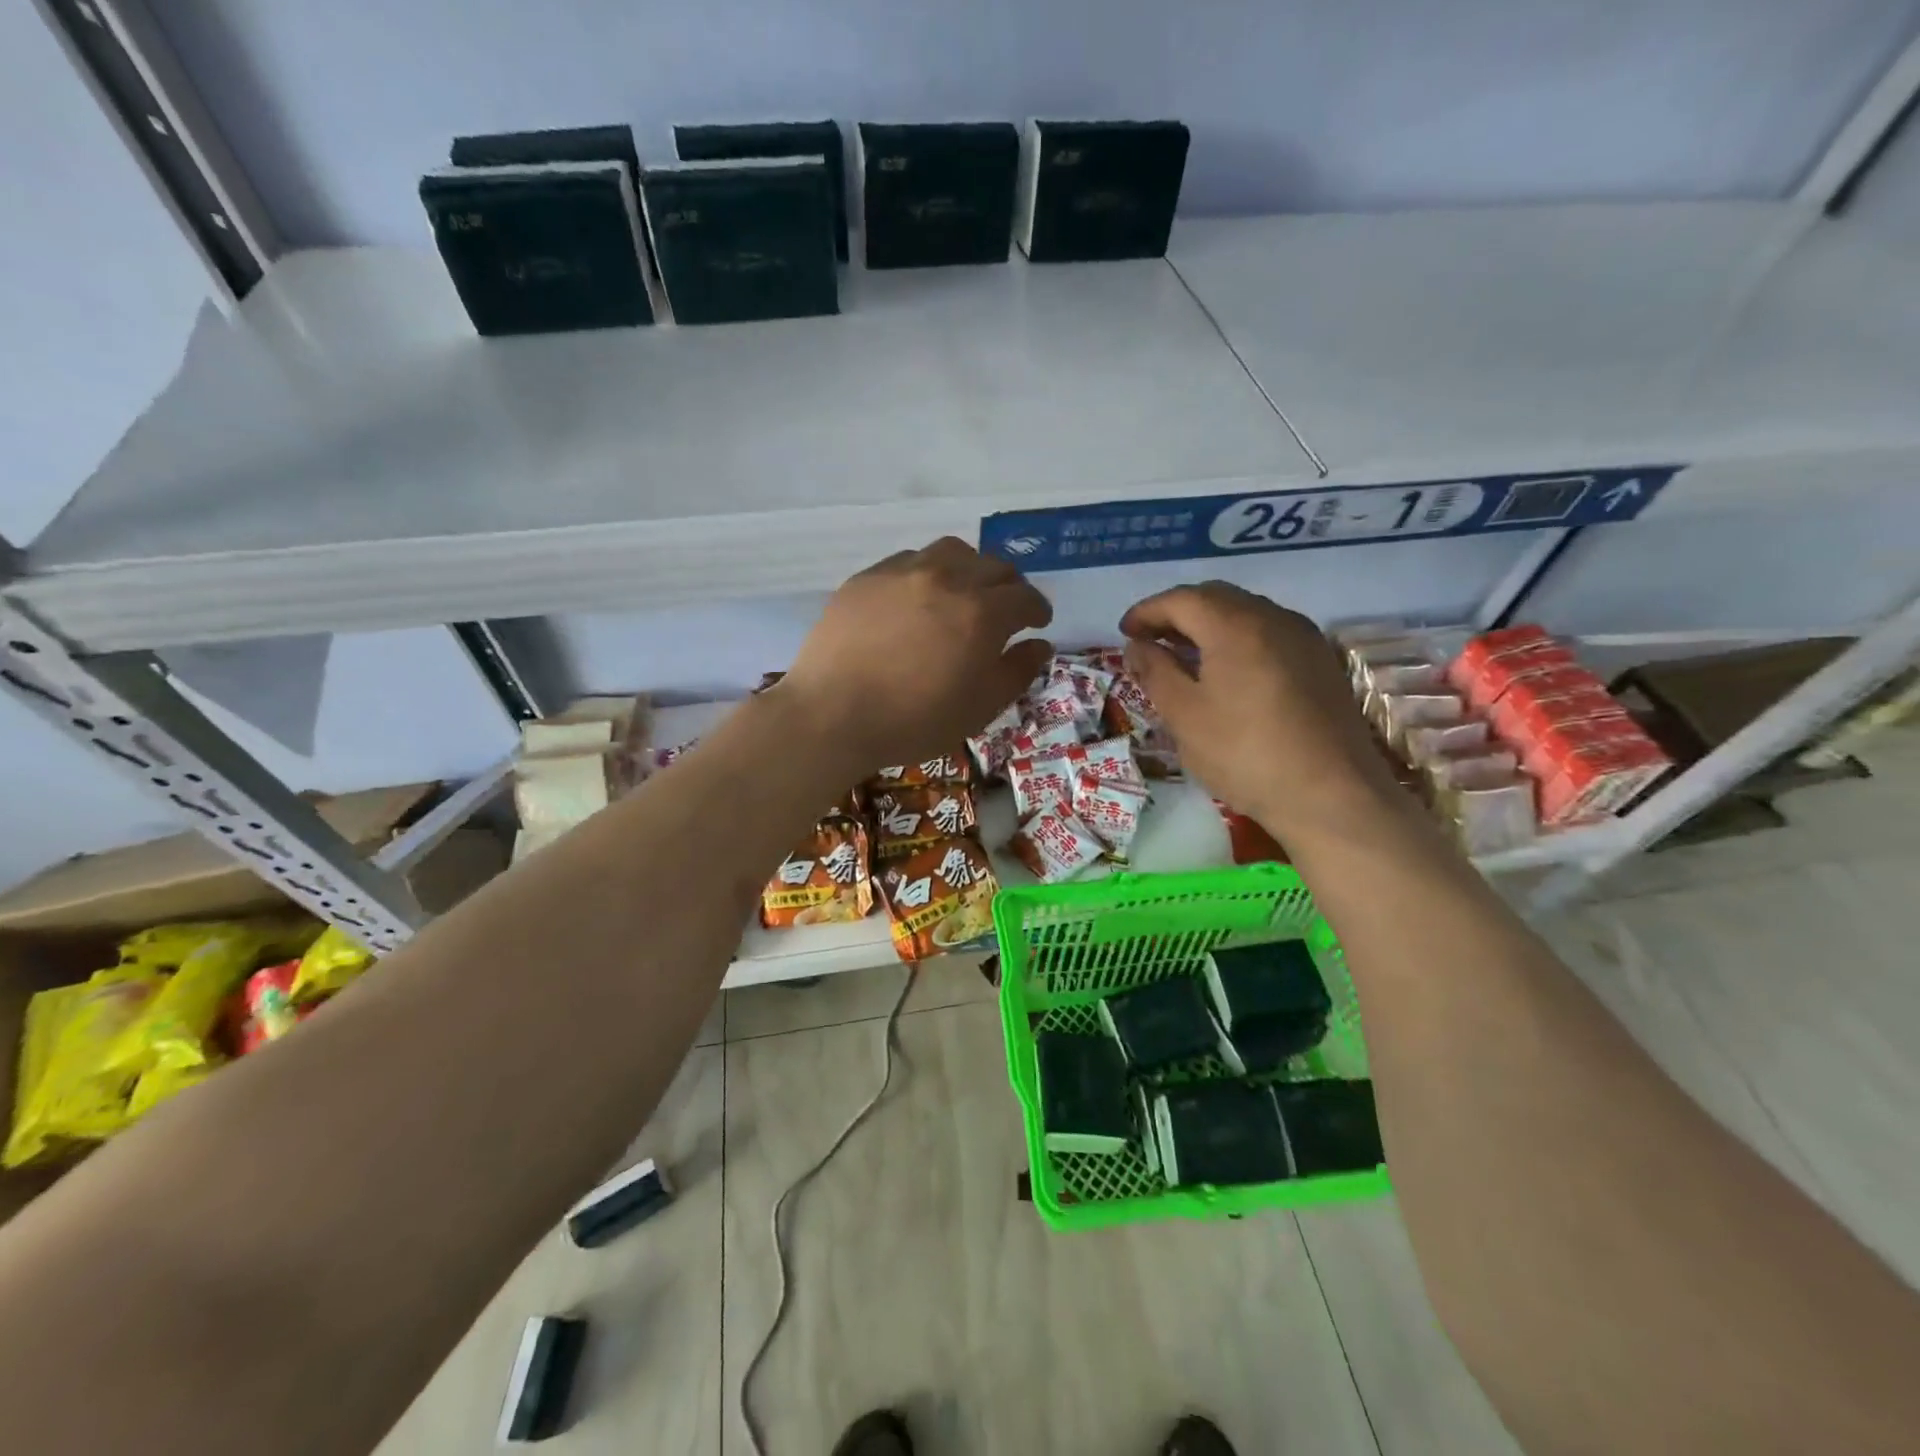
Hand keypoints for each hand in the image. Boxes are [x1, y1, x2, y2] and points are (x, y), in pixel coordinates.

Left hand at [777, 538, 1052, 775]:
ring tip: (963, 593)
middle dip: (1009, 586)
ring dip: (969, 569)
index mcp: (982, 613)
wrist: (832, 715)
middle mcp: (947, 579)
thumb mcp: (979, 708)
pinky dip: (928, 573)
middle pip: (992, 566)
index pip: (1025, 597)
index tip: (1038, 623)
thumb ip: (1016, 672)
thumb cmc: (914, 720)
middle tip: (1006, 609)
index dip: (1037, 610)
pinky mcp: (867, 577)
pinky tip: (917, 598)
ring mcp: (903, 572)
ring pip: (951, 552)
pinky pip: (909, 560)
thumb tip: (1039, 645)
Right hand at [1120, 582, 1398, 834]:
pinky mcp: (1321, 663)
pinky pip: (1269, 633)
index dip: (1147, 611)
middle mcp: (1274, 618)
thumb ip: (1155, 673)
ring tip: (1184, 655)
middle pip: (1216, 598)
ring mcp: (1304, 638)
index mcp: (1235, 625)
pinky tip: (1227, 671)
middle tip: (1150, 639)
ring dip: (1209, 625)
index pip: (1182, 599)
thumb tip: (1137, 646)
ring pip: (1246, 613)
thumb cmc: (1245, 754)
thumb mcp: (1185, 716)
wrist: (1332, 795)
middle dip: (1177, 613)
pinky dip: (1237, 639)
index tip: (1124, 632)